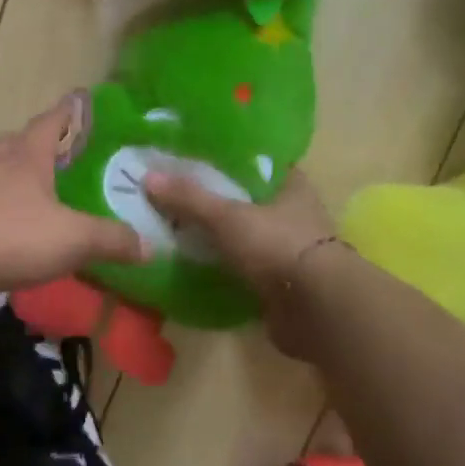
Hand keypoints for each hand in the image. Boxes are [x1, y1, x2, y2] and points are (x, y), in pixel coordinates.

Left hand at [0, 96, 147, 294]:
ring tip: (21, 185)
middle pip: (14, 141)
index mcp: (26, 157)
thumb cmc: (10, 234)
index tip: (76, 101)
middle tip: (53, 153)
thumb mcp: (72, 239)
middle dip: (33, 142)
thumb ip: (110, 239)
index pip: (51, 122)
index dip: (67, 112)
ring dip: (4, 171)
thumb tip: (149, 246)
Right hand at [145, 169, 336, 360]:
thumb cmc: (278, 246)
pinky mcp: (280, 282)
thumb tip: (147, 177)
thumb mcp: (227, 216)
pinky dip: (221, 264)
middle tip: (173, 191)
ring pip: (243, 233)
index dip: (227, 157)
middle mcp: (294, 213)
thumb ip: (189, 198)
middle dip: (214, 197)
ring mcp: (288, 249)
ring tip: (174, 225)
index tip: (192, 155)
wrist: (316, 310)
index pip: (257, 161)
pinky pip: (242, 265)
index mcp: (291, 185)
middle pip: (246, 198)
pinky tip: (191, 260)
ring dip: (217, 233)